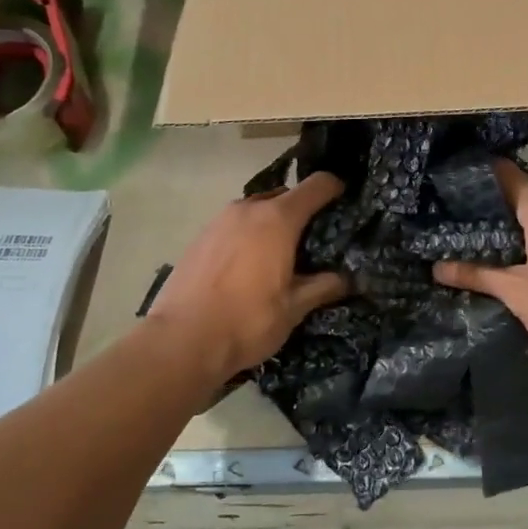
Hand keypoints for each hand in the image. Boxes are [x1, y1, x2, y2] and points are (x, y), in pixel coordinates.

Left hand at [145, 172, 349, 378]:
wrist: (180, 342)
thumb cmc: (246, 321)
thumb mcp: (294, 308)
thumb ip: (323, 286)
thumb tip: (347, 279)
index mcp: (278, 219)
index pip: (316, 185)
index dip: (335, 188)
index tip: (345, 201)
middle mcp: (249, 209)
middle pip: (285, 195)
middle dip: (302, 211)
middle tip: (313, 240)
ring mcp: (220, 220)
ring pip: (257, 210)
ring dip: (272, 223)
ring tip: (280, 255)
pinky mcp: (200, 236)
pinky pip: (234, 225)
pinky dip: (248, 236)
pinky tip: (248, 267)